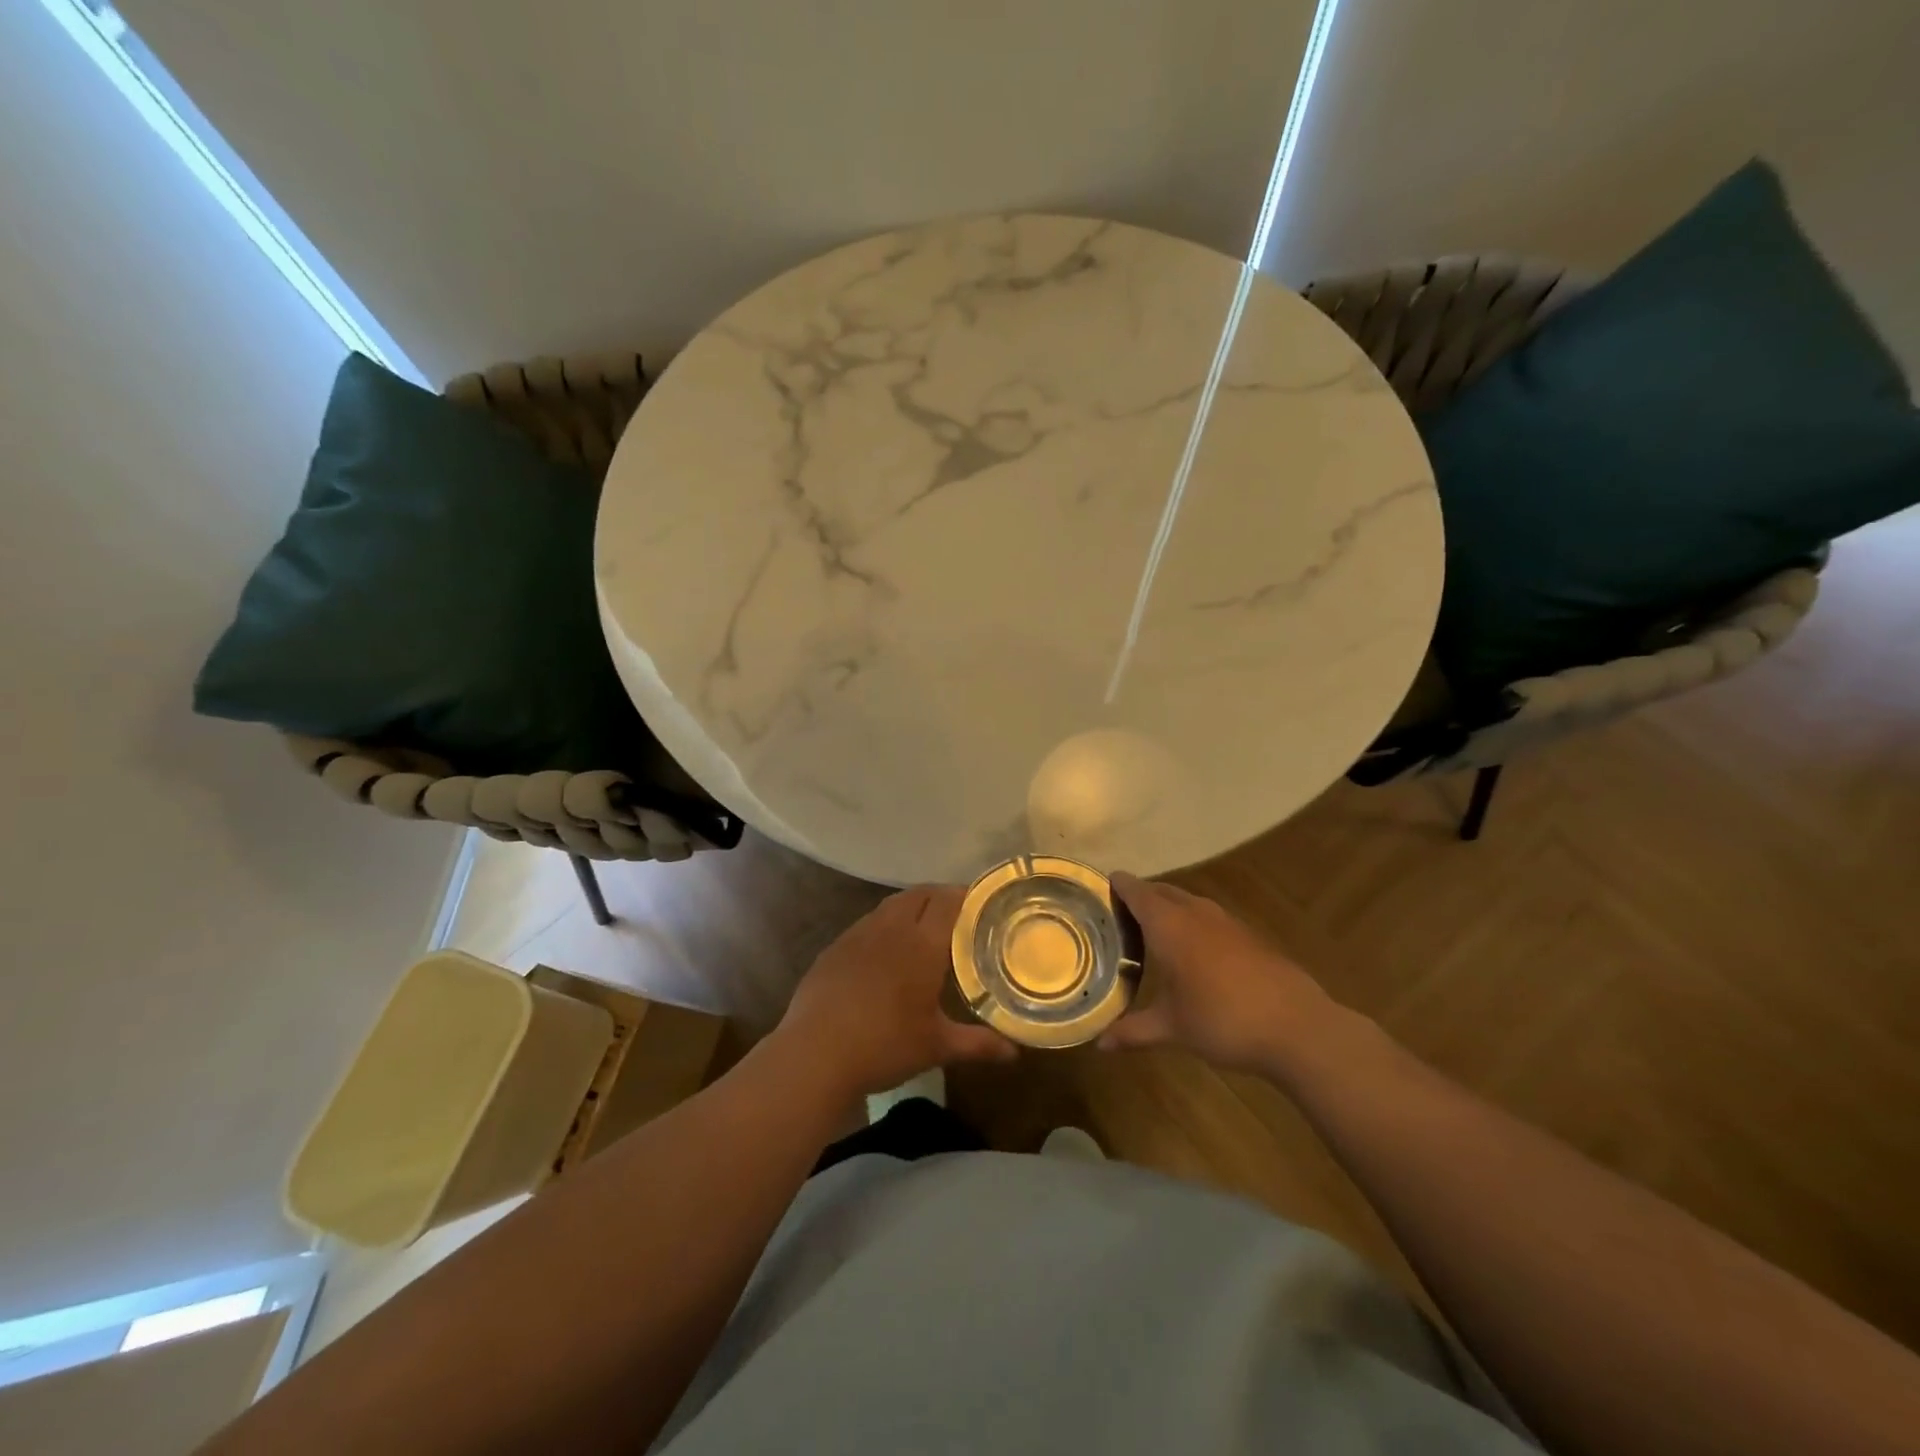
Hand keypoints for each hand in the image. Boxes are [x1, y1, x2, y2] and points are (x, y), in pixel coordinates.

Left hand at [777, 885, 1017, 1100]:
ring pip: (890, 906)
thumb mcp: (936, 1046)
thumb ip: (977, 1044)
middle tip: (956, 914)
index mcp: (922, 944)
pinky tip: (883, 952)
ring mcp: (858, 935)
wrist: (815, 1054)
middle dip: (940, 896)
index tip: (981, 903)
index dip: (965, 895)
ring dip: (910, 907)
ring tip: (922, 928)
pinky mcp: (834, 948)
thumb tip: (1014, 1053)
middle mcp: (891, 928)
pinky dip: (883, 926)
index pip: (948, 901)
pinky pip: (866, 924)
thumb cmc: (885, 1046)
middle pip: (919, 894)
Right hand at [1100, 874, 1334, 1072]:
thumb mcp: (1173, 1029)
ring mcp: (1227, 922)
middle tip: (1121, 912)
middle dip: (1142, 896)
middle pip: (1163, 891)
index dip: (1119, 886)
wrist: (1298, 1028)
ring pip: (1189, 902)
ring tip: (1154, 928)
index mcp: (1170, 926)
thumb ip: (1134, 1031)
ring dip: (1170, 907)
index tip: (1102, 884)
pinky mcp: (1250, 936)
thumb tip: (1100, 1044)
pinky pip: (1210, 917)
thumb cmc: (1223, 1021)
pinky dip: (1193, 922)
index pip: (1137, 892)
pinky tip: (1195, 950)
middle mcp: (1196, 914)